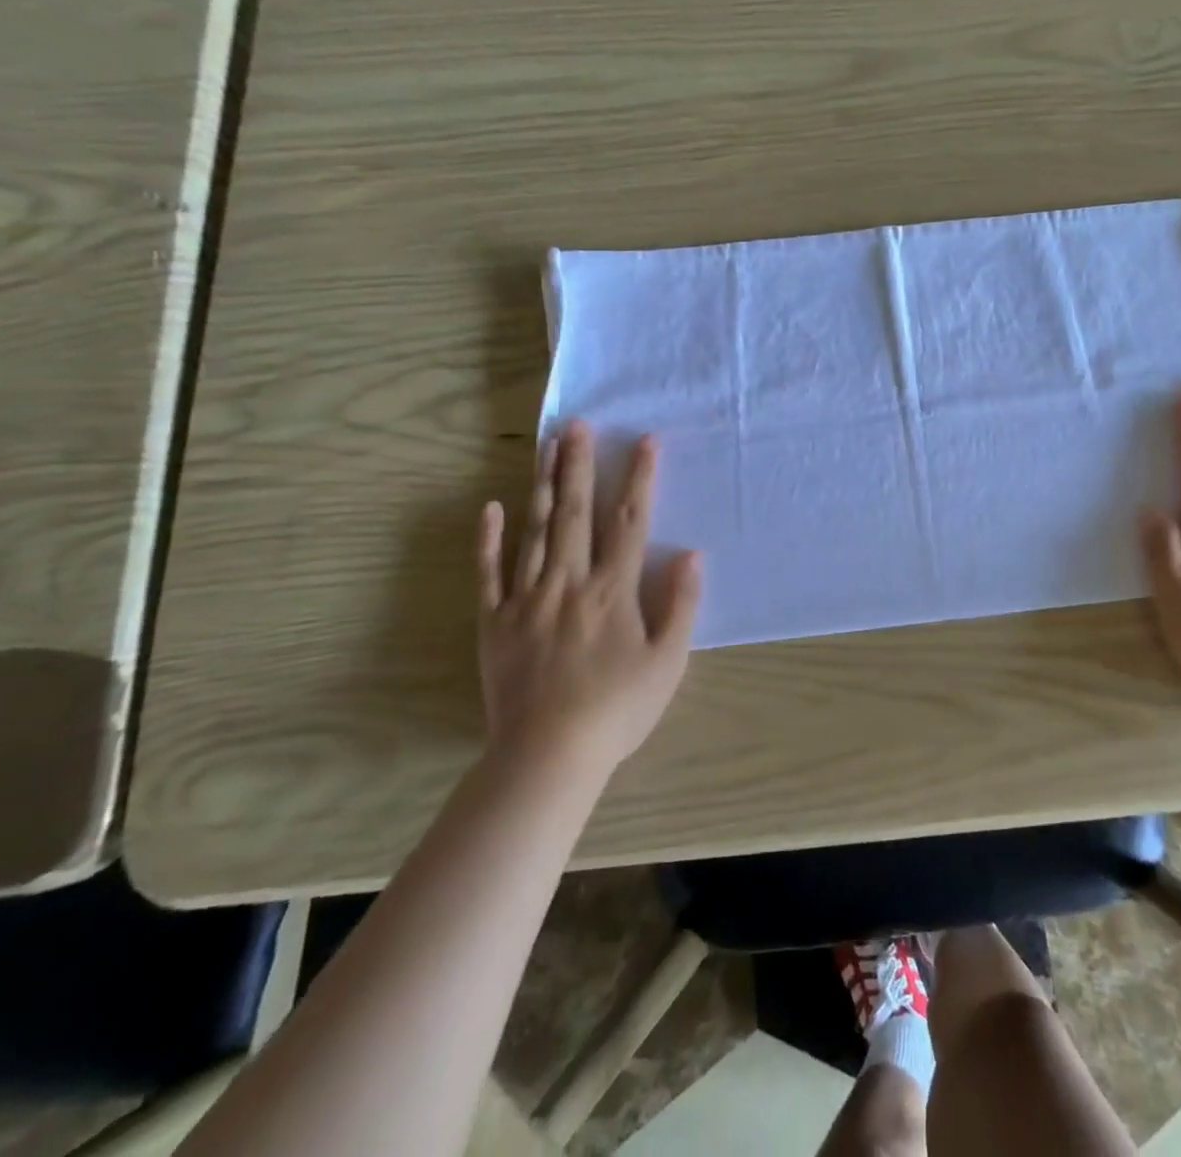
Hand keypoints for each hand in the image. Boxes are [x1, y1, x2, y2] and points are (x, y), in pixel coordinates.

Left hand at [476, 421, 701, 774]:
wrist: (548, 755)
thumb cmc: (618, 709)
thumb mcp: (668, 661)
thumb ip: (682, 604)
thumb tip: (691, 553)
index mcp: (613, 590)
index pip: (629, 522)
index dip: (640, 479)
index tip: (645, 441)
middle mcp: (569, 582)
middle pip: (576, 513)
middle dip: (581, 465)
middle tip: (580, 425)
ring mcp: (526, 599)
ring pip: (536, 531)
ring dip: (544, 486)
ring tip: (548, 447)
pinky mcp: (495, 621)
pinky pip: (489, 572)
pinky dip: (490, 539)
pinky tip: (492, 507)